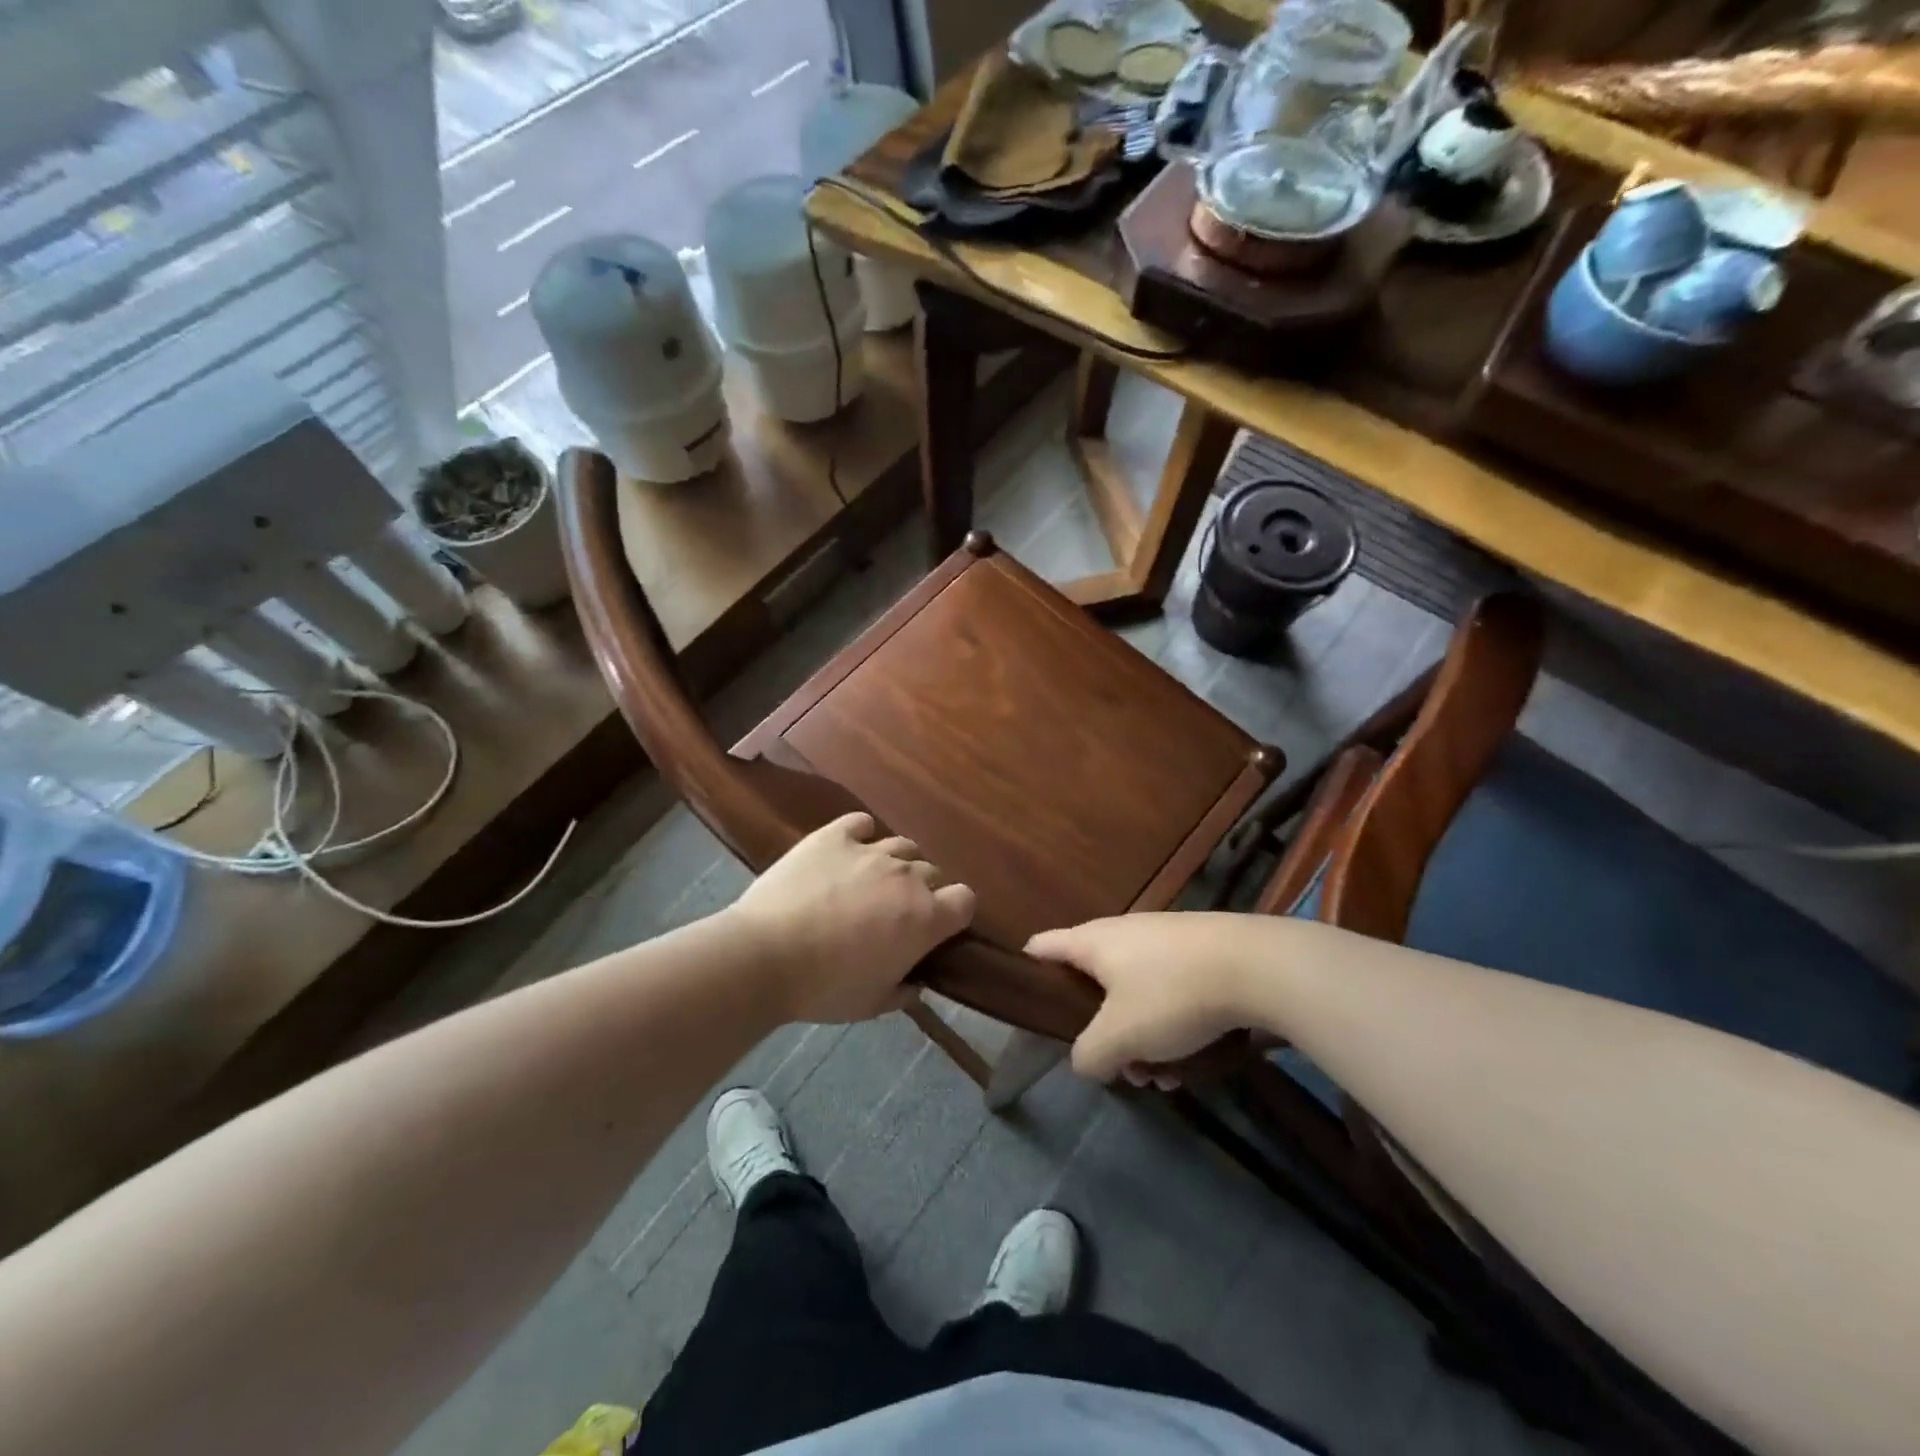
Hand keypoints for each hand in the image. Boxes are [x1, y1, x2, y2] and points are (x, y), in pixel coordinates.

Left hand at [729, 813, 975, 1023]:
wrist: (765, 956)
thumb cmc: (825, 988)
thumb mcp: (873, 1004)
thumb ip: (904, 991)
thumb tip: (916, 983)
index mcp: (925, 917)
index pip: (965, 899)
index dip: (955, 913)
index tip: (937, 928)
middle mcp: (906, 876)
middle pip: (932, 872)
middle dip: (922, 891)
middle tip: (895, 913)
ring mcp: (870, 850)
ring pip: (902, 845)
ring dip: (896, 863)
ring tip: (872, 882)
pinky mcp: (834, 836)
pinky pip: (861, 823)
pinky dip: (861, 835)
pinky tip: (849, 849)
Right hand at [1026, 913, 1269, 1083]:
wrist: (1257, 966)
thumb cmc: (1172, 994)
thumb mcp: (1120, 1036)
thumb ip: (1089, 1054)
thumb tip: (1085, 1061)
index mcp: (1093, 942)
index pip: (1043, 947)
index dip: (1029, 970)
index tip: (1028, 999)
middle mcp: (1123, 932)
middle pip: (1094, 984)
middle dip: (1102, 1032)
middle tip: (1118, 1068)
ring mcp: (1163, 939)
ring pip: (1135, 995)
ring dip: (1141, 1038)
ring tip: (1163, 1077)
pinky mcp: (1198, 952)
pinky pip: (1168, 991)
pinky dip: (1170, 1024)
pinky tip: (1192, 1059)